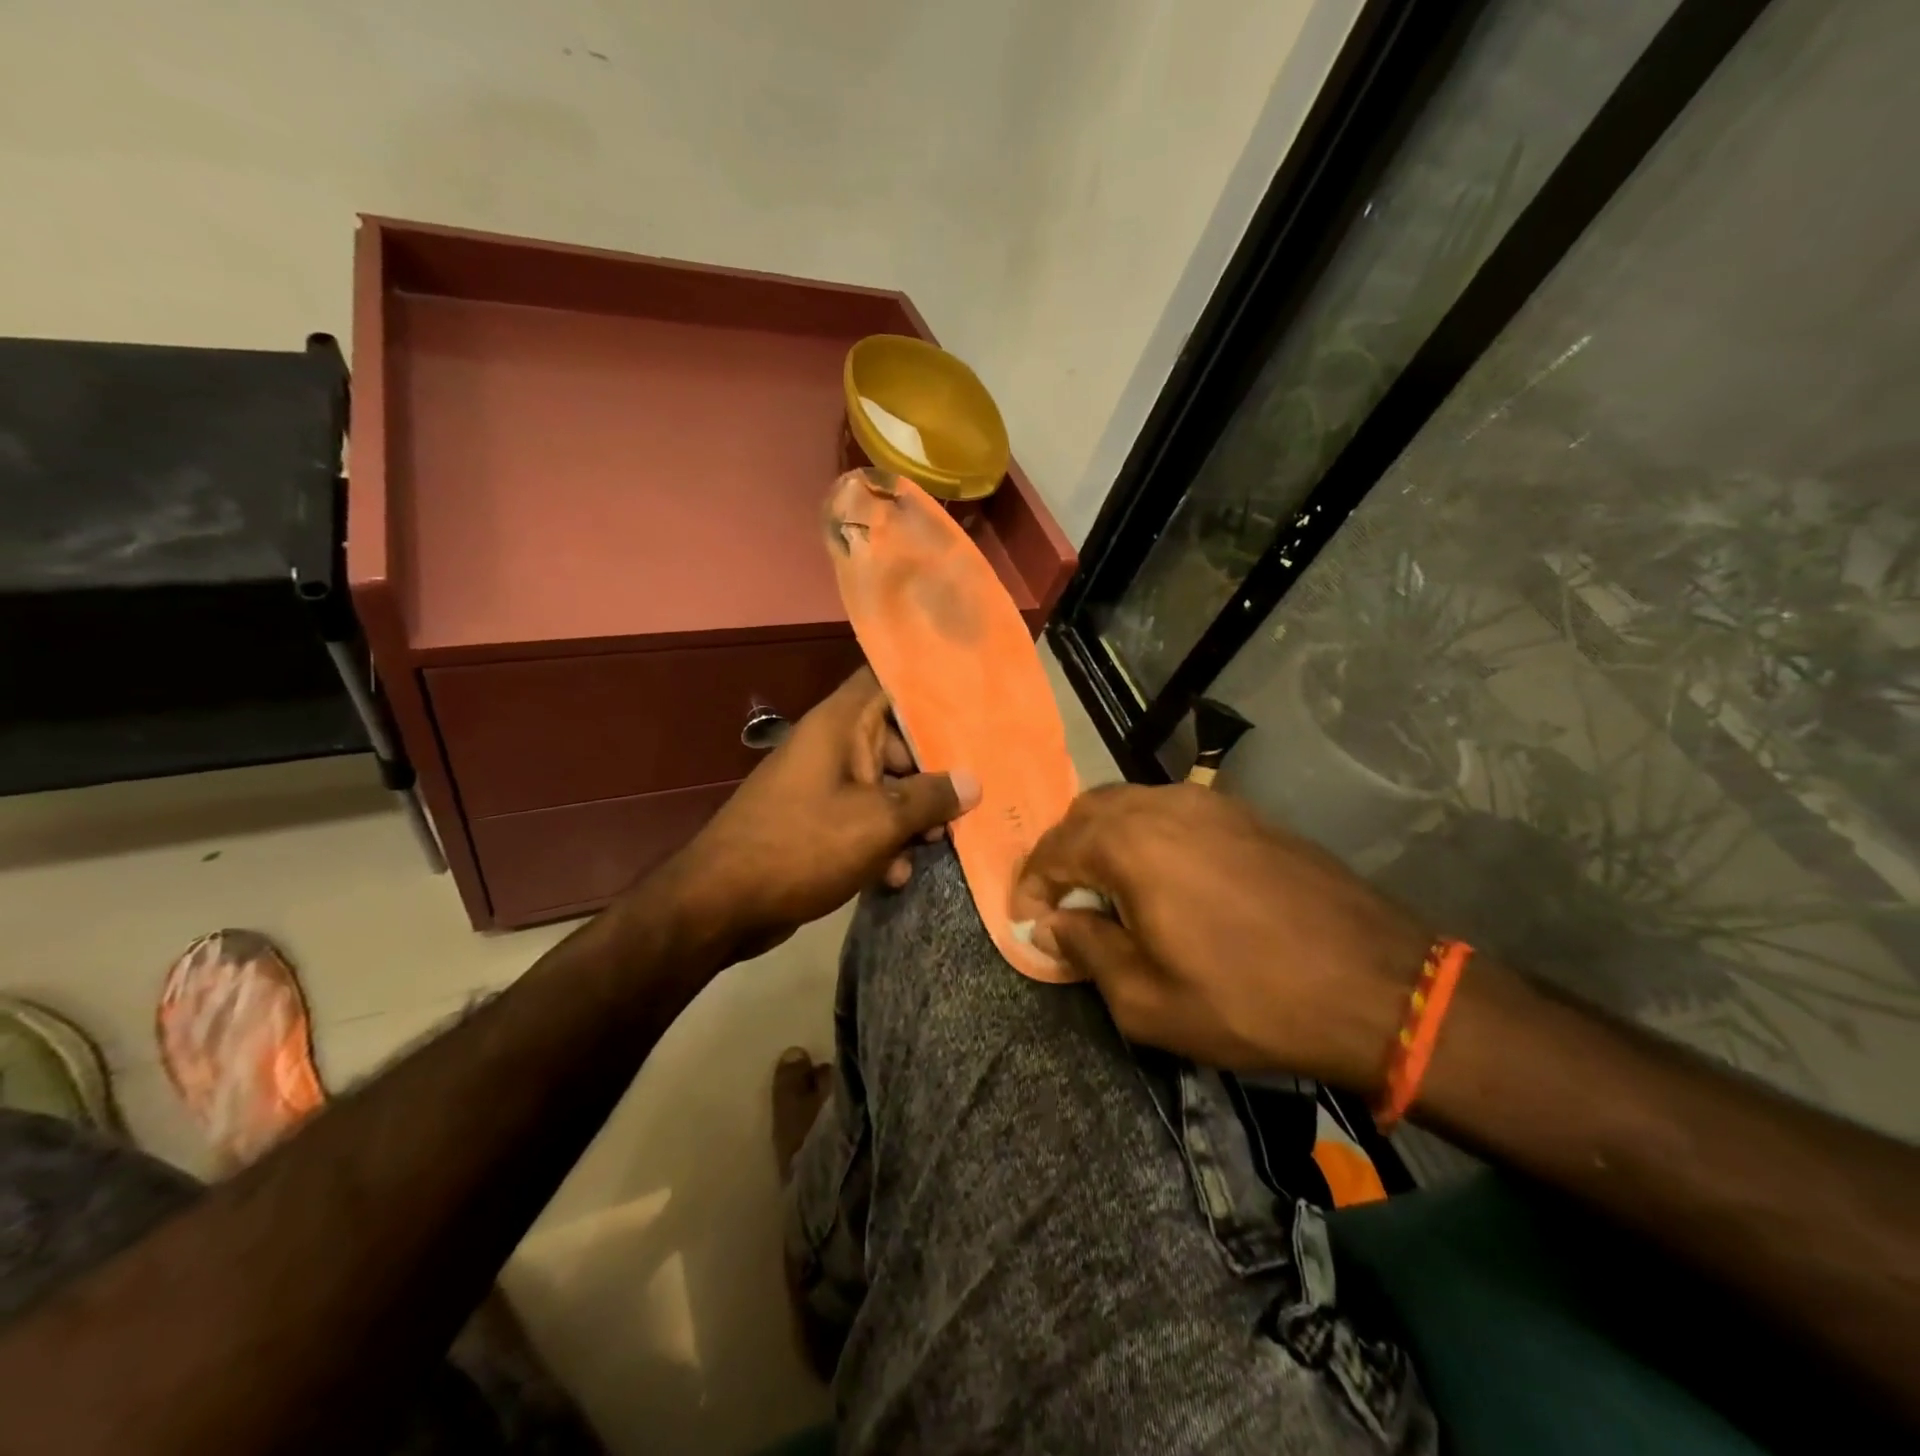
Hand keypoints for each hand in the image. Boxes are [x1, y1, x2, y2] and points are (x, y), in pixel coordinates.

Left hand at [659, 668, 979, 963]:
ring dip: (912, 814)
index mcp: (841, 724)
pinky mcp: (817, 822)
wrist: (722, 904)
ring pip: (884, 784)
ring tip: (938, 844)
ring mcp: (822, 785)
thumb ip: (931, 798)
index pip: (887, 680)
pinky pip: (863, 818)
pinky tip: (897, 875)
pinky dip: (883, 840)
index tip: (970, 701)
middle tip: (969, 797)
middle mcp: (832, 745)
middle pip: (897, 739)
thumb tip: (973, 783)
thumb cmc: (803, 845)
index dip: (928, 686)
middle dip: (934, 770)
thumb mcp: (879, 821)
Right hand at [1011, 784, 1430, 1085]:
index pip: (1054, 850)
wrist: (1376, 986)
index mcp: (1130, 844)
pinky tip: (1163, 878)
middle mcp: (1163, 806)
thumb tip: (1053, 924)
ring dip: (1104, 840)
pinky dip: (1146, 835)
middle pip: (1087, 812)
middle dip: (1063, 854)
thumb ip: (1087, 951)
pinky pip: (1172, 811)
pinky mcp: (1245, 814)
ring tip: (1109, 891)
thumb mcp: (1148, 1000)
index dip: (1031, 886)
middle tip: (1064, 903)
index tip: (1028, 922)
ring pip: (1130, 804)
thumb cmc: (1250, 1001)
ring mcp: (1209, 803)